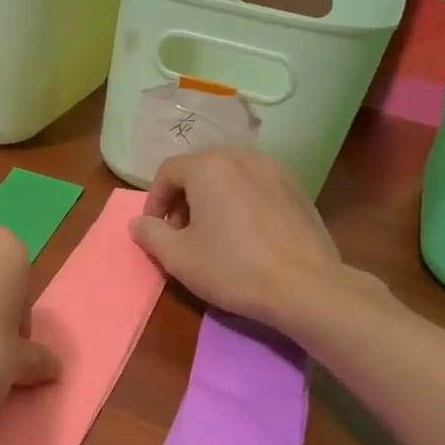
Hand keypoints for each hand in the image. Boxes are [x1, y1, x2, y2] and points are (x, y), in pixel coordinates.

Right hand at [129, 148, 377, 337]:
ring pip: (230, 177)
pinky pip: (256, 187)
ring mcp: (275, 171)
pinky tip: (246, 236)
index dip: (154, 201)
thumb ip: (150, 234)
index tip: (155, 230)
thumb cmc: (232, 268)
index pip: (168, 172)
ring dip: (212, 199)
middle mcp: (242, 158)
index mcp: (209, 167)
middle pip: (200, 169)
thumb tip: (138, 223)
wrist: (306, 287)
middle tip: (181, 232)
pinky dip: (241, 202)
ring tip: (213, 233)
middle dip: (183, 198)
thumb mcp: (177, 257)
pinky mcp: (297, 190)